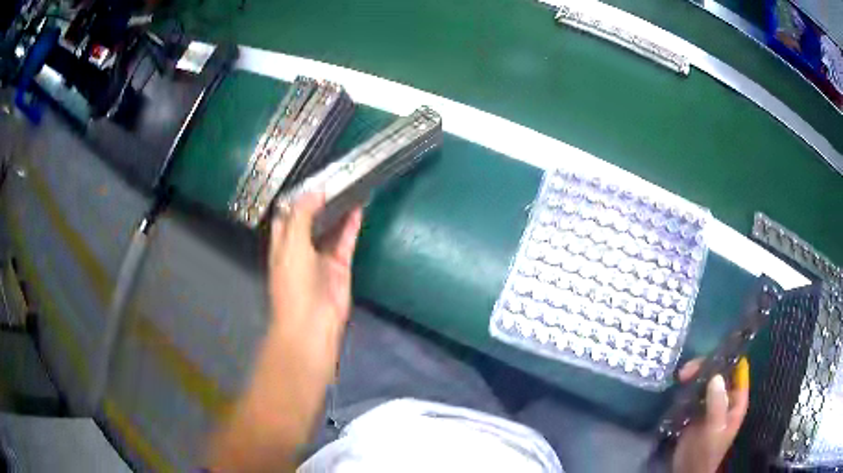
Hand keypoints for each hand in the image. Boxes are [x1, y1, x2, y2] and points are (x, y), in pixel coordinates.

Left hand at [267, 192, 362, 383]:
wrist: (311, 324)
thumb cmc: (293, 283)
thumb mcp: (291, 244)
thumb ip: (302, 215)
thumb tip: (315, 191)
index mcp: (282, 244)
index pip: (287, 215)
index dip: (296, 198)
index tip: (310, 178)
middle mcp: (301, 248)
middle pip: (311, 219)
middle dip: (320, 201)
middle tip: (334, 177)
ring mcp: (321, 257)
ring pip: (330, 228)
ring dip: (338, 210)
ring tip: (348, 187)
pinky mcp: (340, 266)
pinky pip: (346, 240)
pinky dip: (352, 225)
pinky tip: (358, 207)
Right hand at [672, 357, 749, 472]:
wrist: (687, 472)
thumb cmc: (707, 452)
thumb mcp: (714, 429)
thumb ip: (717, 404)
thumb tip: (716, 376)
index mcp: (736, 400)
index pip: (738, 369)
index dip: (729, 357)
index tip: (713, 350)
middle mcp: (726, 398)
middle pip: (720, 372)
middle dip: (706, 367)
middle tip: (688, 370)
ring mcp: (711, 404)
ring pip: (706, 381)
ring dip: (695, 376)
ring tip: (681, 376)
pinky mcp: (696, 411)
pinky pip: (695, 393)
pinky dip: (688, 387)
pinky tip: (679, 385)